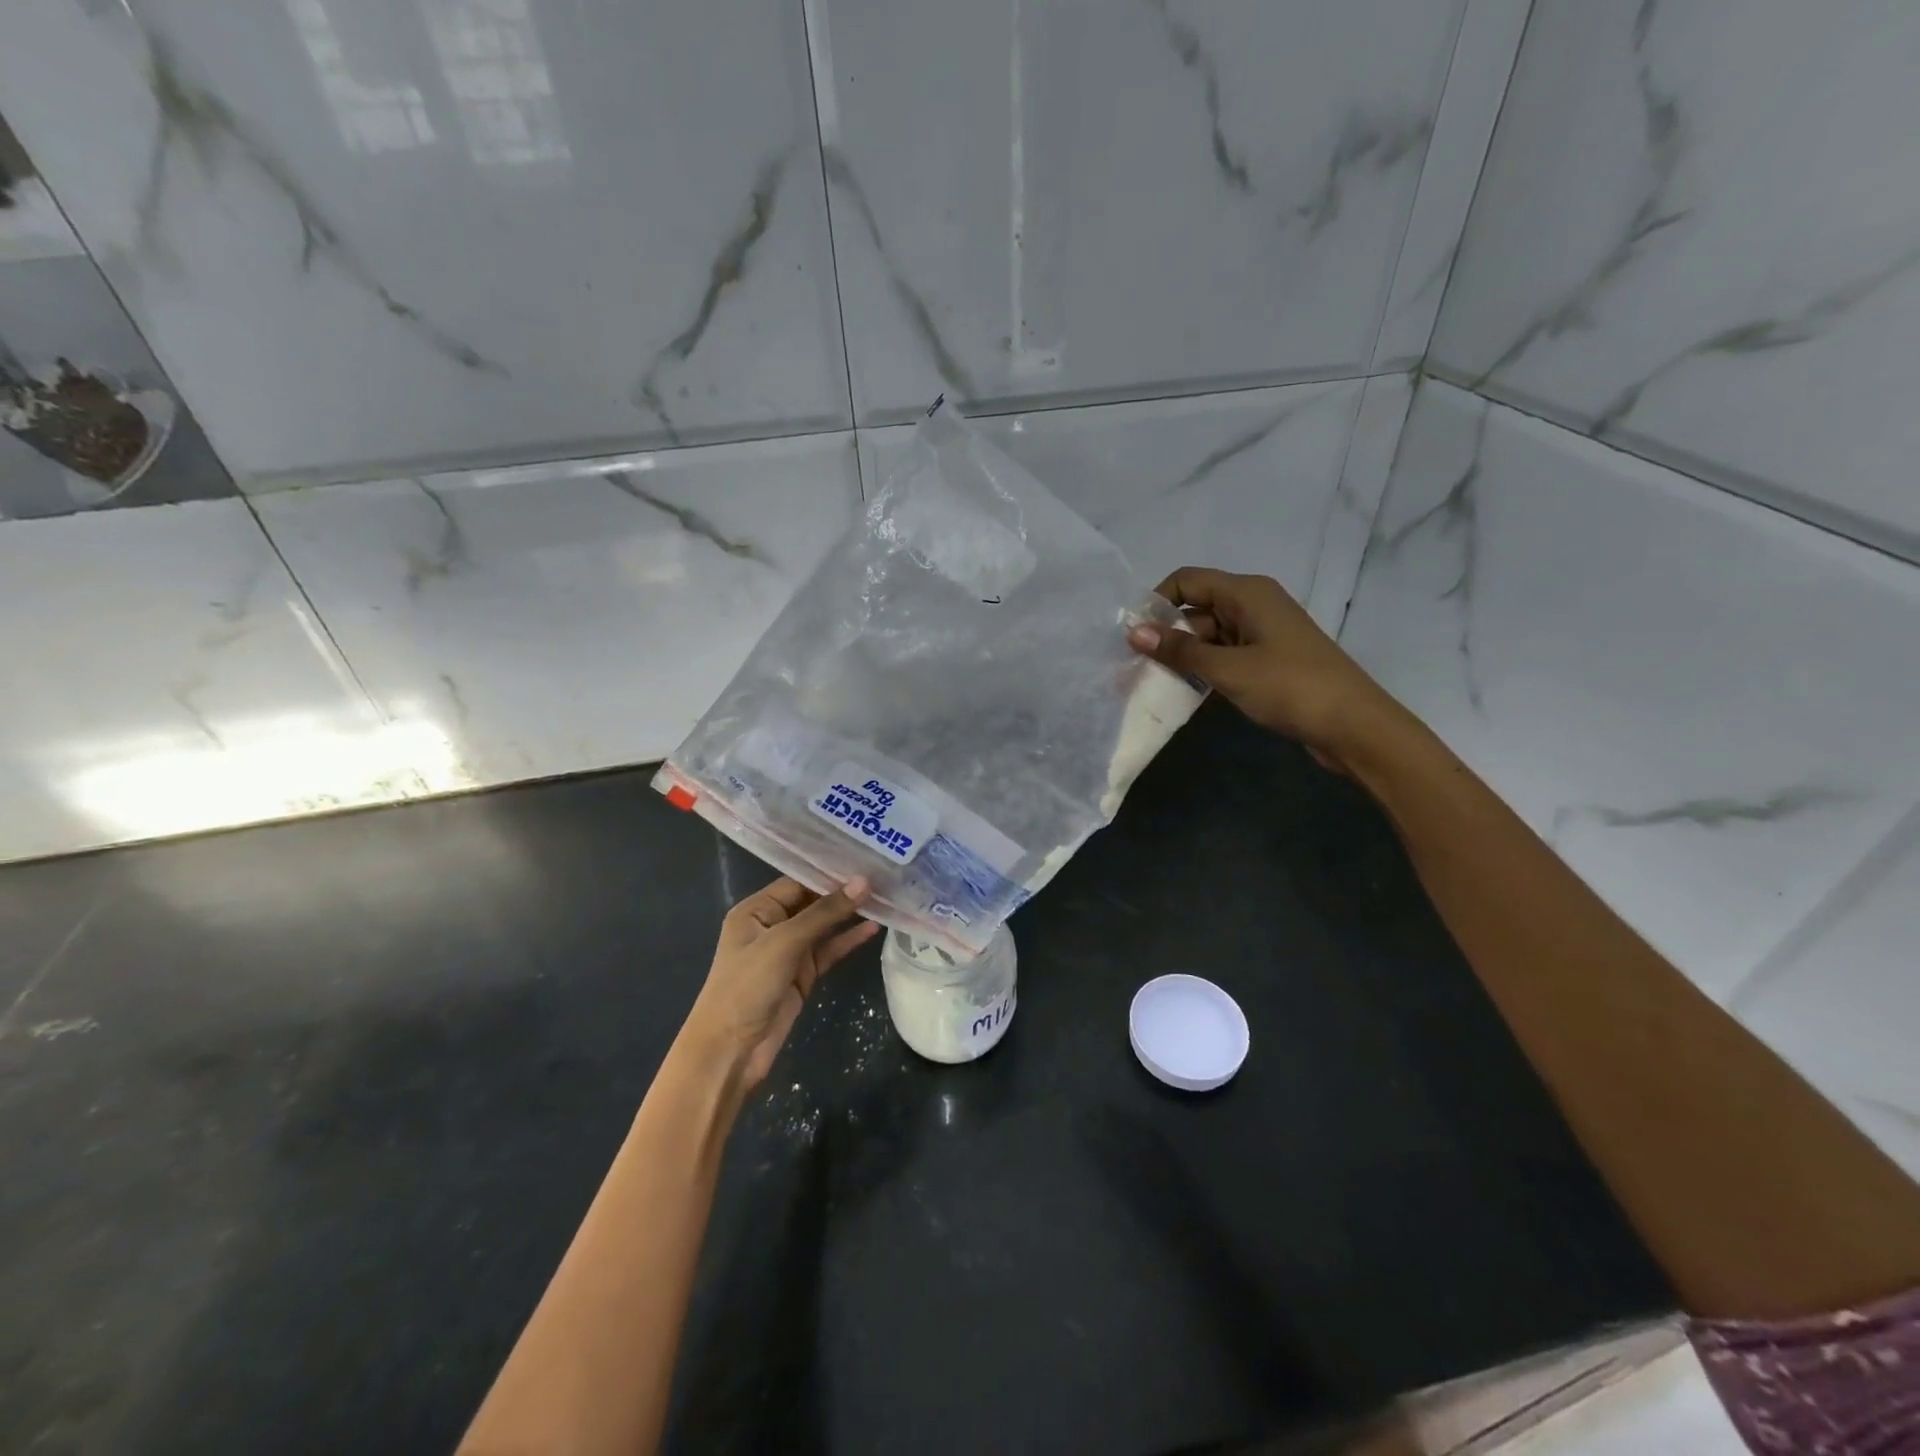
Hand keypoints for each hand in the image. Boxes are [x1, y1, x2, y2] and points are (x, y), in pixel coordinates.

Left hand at [680, 876, 878, 1090]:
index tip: (865, 860)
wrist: (731, 1050)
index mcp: (756, 910)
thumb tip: (863, 882)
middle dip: (843, 892)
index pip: (797, 881)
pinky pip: (829, 951)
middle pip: (813, 902)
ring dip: (850, 915)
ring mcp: (788, 952)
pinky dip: (848, 940)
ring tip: (885, 898)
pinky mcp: (803, 975)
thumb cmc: (747, 986)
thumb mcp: (785, 942)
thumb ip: (824, 912)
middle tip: (882, 876)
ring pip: (824, 927)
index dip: (829, 872)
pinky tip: (874, 929)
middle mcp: (772, 925)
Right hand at [1126, 568, 1401, 769]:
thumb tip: (1133, 632)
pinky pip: (1225, 656)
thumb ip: (1180, 649)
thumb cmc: (1290, 687)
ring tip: (1151, 685)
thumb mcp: (1228, 668)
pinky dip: (1204, 670)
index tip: (1133, 636)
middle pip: (1196, 609)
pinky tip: (1184, 693)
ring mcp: (1262, 634)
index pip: (1187, 580)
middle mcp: (1253, 605)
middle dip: (1165, 636)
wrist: (1353, 726)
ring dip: (1183, 657)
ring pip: (1208, 636)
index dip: (1157, 602)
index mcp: (1247, 593)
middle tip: (1134, 669)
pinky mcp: (1267, 661)